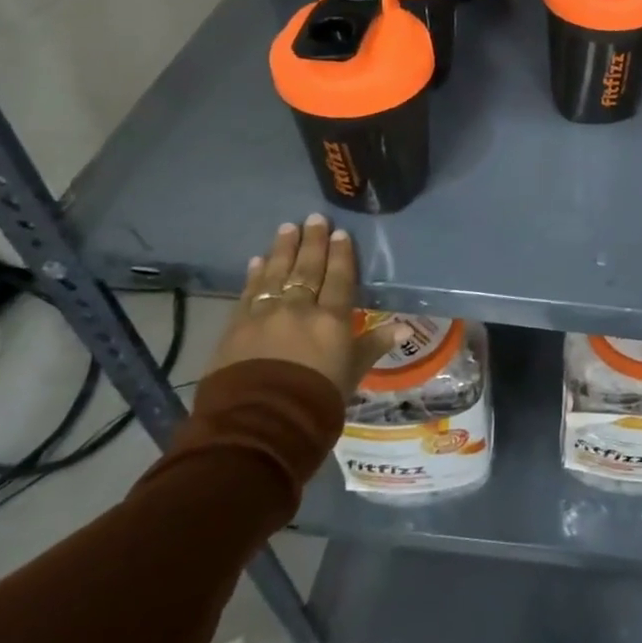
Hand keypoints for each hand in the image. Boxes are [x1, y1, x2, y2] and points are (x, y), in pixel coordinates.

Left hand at [206, 216, 404, 396]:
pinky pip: (248, 292)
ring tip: (287, 228)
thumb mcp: (353, 374)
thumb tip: (405, 327)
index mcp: (332, 319)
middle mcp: (299, 308)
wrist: (260, 424)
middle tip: (314, 218)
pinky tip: (257, 261)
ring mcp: (265, 314)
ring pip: (276, 273)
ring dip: (282, 249)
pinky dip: (254, 274)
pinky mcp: (236, 326)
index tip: (340, 233)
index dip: (341, 255)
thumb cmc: (316, 401)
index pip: (339, 278)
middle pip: (307, 269)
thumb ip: (374, 345)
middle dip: (312, 242)